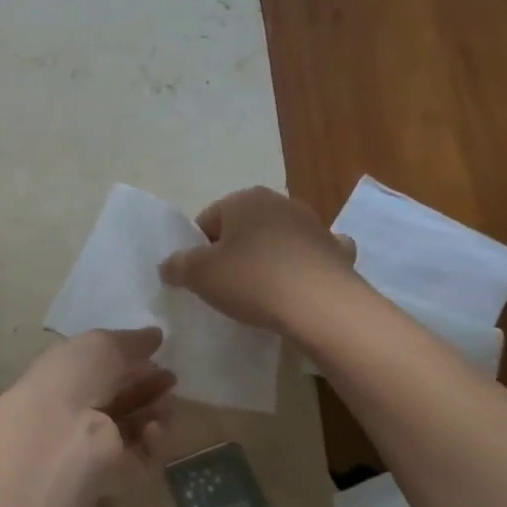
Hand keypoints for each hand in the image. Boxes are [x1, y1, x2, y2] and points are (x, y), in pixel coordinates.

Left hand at [0, 328, 175, 499]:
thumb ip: (131, 341)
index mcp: (69, 376)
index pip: (104, 369)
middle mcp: (81, 410)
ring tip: (167, 401)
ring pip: (137, 427)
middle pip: (122, 398)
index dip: (131, 361)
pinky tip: (153, 428)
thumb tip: (155, 335)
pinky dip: (153, 440)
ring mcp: (98, 444)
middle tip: (171, 379)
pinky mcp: (117, 474)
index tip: (158, 354)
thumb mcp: (101, 345)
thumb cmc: (74, 379)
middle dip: (149, 386)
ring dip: (156, 411)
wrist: (58, 440)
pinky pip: (144, 455)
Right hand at [159, 186, 358, 332]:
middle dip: (233, 252)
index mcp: (244, 199)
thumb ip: (178, 266)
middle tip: (226, 287)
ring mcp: (314, 225)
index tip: (201, 278)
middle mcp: (280, 202)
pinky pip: (311, 256)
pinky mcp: (336, 251)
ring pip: (277, 240)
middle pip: (243, 228)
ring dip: (267, 259)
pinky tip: (298, 287)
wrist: (322, 307)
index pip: (207, 221)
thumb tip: (170, 264)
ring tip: (260, 294)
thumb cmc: (253, 281)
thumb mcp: (199, 275)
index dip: (198, 250)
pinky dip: (303, 267)